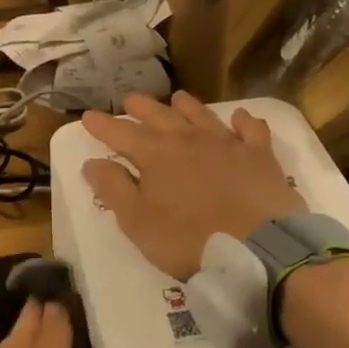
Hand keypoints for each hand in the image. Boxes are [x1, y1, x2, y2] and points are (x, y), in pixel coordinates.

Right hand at [81, 93, 305, 278]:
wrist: (256, 248)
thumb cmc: (187, 239)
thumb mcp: (137, 222)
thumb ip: (113, 189)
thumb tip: (93, 163)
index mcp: (155, 156)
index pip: (121, 134)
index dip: (103, 125)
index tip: (88, 117)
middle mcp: (189, 140)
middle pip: (161, 117)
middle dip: (142, 108)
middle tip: (130, 100)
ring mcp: (228, 145)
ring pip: (202, 116)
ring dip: (187, 106)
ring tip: (177, 98)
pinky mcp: (260, 157)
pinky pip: (251, 130)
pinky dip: (243, 121)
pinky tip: (239, 117)